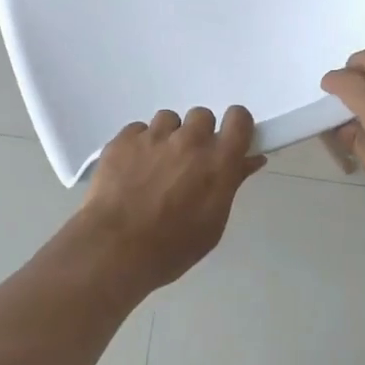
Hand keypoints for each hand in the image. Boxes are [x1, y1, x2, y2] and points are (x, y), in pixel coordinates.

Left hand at [79, 106, 265, 292]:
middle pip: (202, 116)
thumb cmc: (171, 248)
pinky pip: (139, 130)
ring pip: (168, 120)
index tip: (227, 140)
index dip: (235, 125)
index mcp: (217, 162)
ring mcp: (154, 136)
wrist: (114, 248)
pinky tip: (130, 170)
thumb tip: (250, 159)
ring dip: (167, 137)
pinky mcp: (124, 138)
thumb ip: (231, 184)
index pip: (239, 119)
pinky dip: (139, 145)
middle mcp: (189, 141)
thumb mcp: (212, 224)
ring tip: (154, 167)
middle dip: (198, 134)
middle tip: (186, 162)